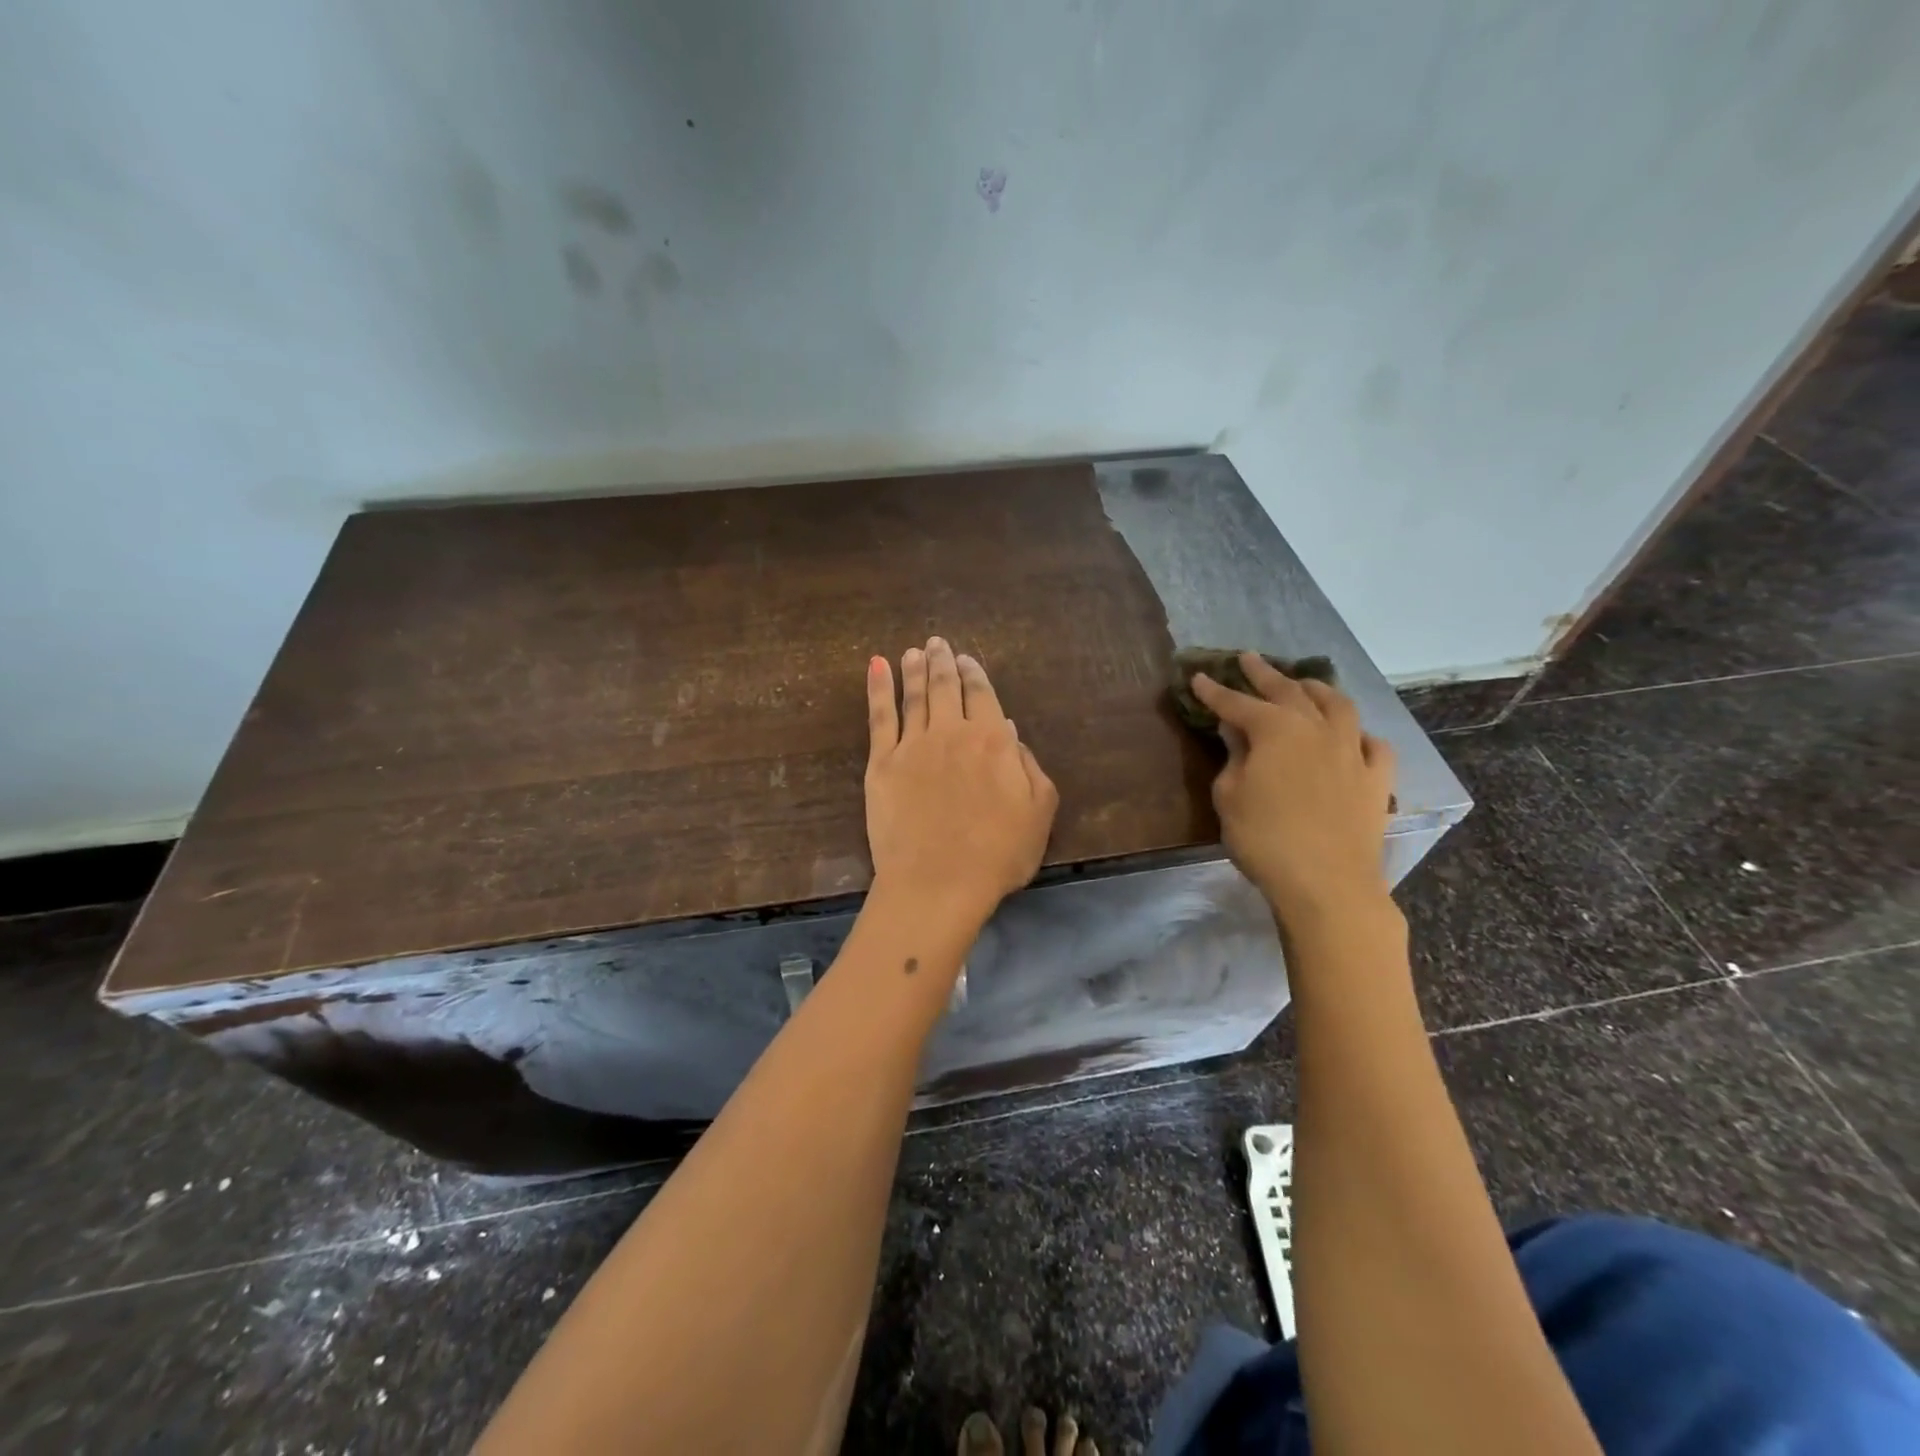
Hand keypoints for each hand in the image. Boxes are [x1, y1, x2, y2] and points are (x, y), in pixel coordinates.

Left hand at [865, 637, 1058, 929]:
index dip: (975, 674)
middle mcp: (952, 733)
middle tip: (937, 643)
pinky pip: (879, 717)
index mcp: (993, 741)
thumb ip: (1029, 767)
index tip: (967, 659)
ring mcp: (913, 746)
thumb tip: (1009, 732)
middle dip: (943, 662)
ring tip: (913, 651)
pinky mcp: (881, 763)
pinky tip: (876, 667)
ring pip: (914, 696)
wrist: (938, 883)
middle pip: (946, 688)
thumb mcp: (1039, 813)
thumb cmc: (997, 854)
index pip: (983, 696)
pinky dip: (878, 688)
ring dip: (914, 669)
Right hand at [1190, 653, 1395, 928]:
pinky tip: (1353, 737)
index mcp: (1276, 730)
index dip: (1216, 691)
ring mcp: (1352, 751)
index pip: (1237, 703)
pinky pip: (1374, 745)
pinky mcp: (1377, 779)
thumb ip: (1233, 757)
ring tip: (1305, 683)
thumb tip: (1236, 730)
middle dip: (1265, 674)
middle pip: (1289, 692)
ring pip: (1339, 706)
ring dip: (1317, 690)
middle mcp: (1317, 729)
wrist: (1326, 883)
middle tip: (1249, 659)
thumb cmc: (1264, 838)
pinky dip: (1360, 735)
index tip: (1200, 677)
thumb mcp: (1230, 796)